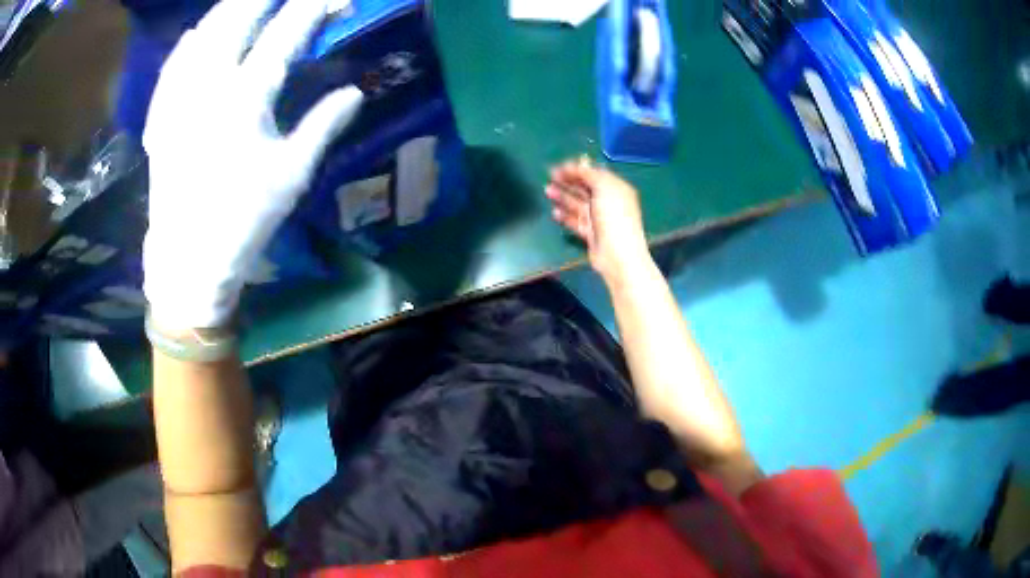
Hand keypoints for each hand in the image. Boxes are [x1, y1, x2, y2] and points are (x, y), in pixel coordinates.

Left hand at [143, 0, 362, 329]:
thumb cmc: (243, 219)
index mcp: (246, 100)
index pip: (285, 34)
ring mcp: (178, 99)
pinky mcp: (160, 117)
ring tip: (242, 2)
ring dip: (225, 11)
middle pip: (237, 20)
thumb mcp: (292, 175)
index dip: (311, 8)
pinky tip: (193, 34)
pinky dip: (186, 45)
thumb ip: (323, 125)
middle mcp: (208, 87)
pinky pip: (171, 67)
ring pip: (201, 35)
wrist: (187, 258)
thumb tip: (356, 92)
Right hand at [545, 159, 651, 284]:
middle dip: (568, 181)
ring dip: (563, 196)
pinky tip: (554, 212)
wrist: (618, 255)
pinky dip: (565, 216)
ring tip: (547, 191)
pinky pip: (576, 221)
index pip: (595, 174)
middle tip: (550, 176)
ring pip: (578, 204)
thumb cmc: (614, 217)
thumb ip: (590, 174)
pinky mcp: (591, 234)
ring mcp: (599, 219)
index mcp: (616, 189)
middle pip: (585, 188)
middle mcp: (608, 202)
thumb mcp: (605, 187)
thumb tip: (577, 166)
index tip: (559, 167)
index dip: (577, 169)